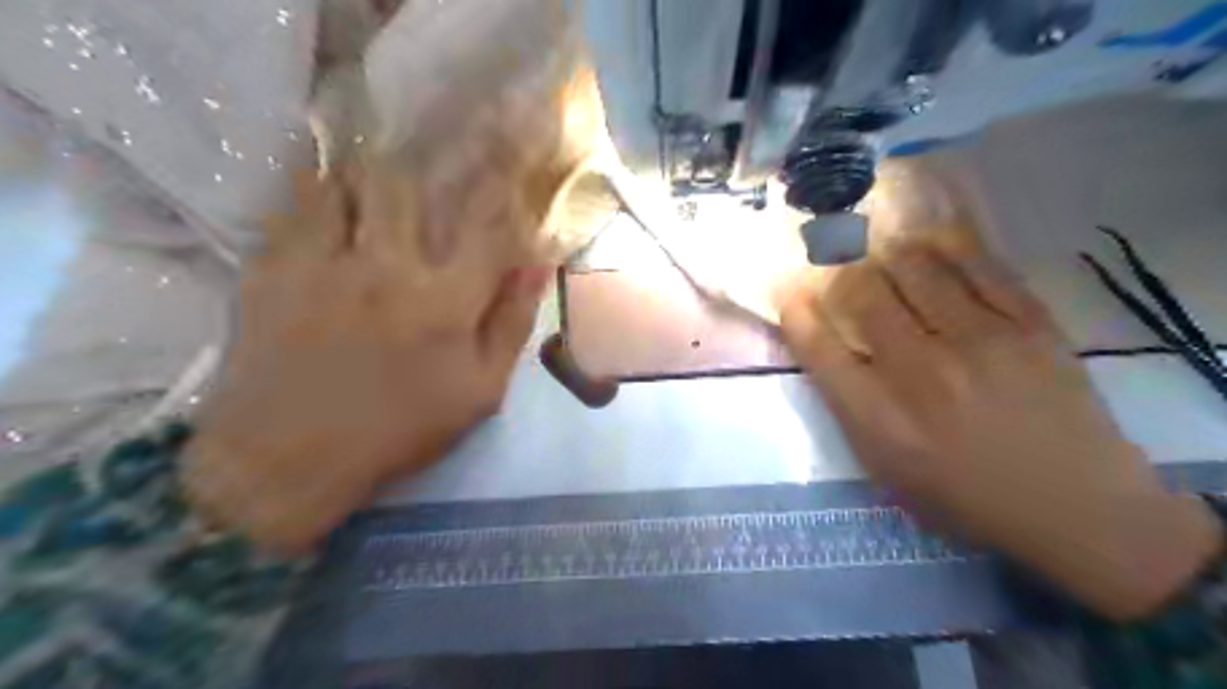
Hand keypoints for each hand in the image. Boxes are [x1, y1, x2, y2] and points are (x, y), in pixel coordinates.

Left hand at [186, 171, 550, 550]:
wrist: (284, 458)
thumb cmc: (397, 430)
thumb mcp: (479, 391)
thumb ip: (511, 323)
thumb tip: (538, 266)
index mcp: (445, 301)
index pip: (487, 226)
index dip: (503, 193)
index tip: (507, 178)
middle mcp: (387, 266)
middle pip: (410, 184)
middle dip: (428, 170)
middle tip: (433, 173)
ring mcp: (323, 261)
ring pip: (348, 182)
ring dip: (370, 177)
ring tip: (380, 187)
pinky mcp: (271, 267)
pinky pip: (295, 205)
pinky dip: (318, 194)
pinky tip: (329, 208)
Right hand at [780, 234, 1219, 618]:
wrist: (1075, 507)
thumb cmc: (964, 496)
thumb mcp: (885, 468)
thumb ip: (849, 405)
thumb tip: (827, 343)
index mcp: (878, 417)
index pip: (817, 344)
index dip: (794, 307)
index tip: (788, 288)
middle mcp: (920, 371)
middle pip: (860, 292)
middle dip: (838, 273)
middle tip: (838, 268)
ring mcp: (979, 341)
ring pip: (913, 266)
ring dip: (886, 254)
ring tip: (882, 252)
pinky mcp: (1030, 324)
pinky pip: (977, 264)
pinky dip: (945, 245)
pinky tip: (930, 240)